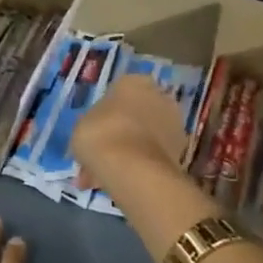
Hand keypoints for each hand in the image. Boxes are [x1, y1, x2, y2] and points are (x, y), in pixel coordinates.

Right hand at [72, 73, 190, 192]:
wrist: (132, 169)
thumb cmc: (100, 133)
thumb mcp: (82, 123)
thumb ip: (92, 122)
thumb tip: (97, 128)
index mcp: (134, 82)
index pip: (120, 89)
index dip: (106, 109)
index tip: (95, 125)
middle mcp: (160, 97)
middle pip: (136, 113)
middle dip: (121, 130)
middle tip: (100, 149)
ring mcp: (174, 125)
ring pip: (145, 136)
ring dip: (128, 150)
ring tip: (103, 172)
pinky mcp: (181, 152)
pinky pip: (151, 155)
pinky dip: (138, 166)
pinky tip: (116, 180)